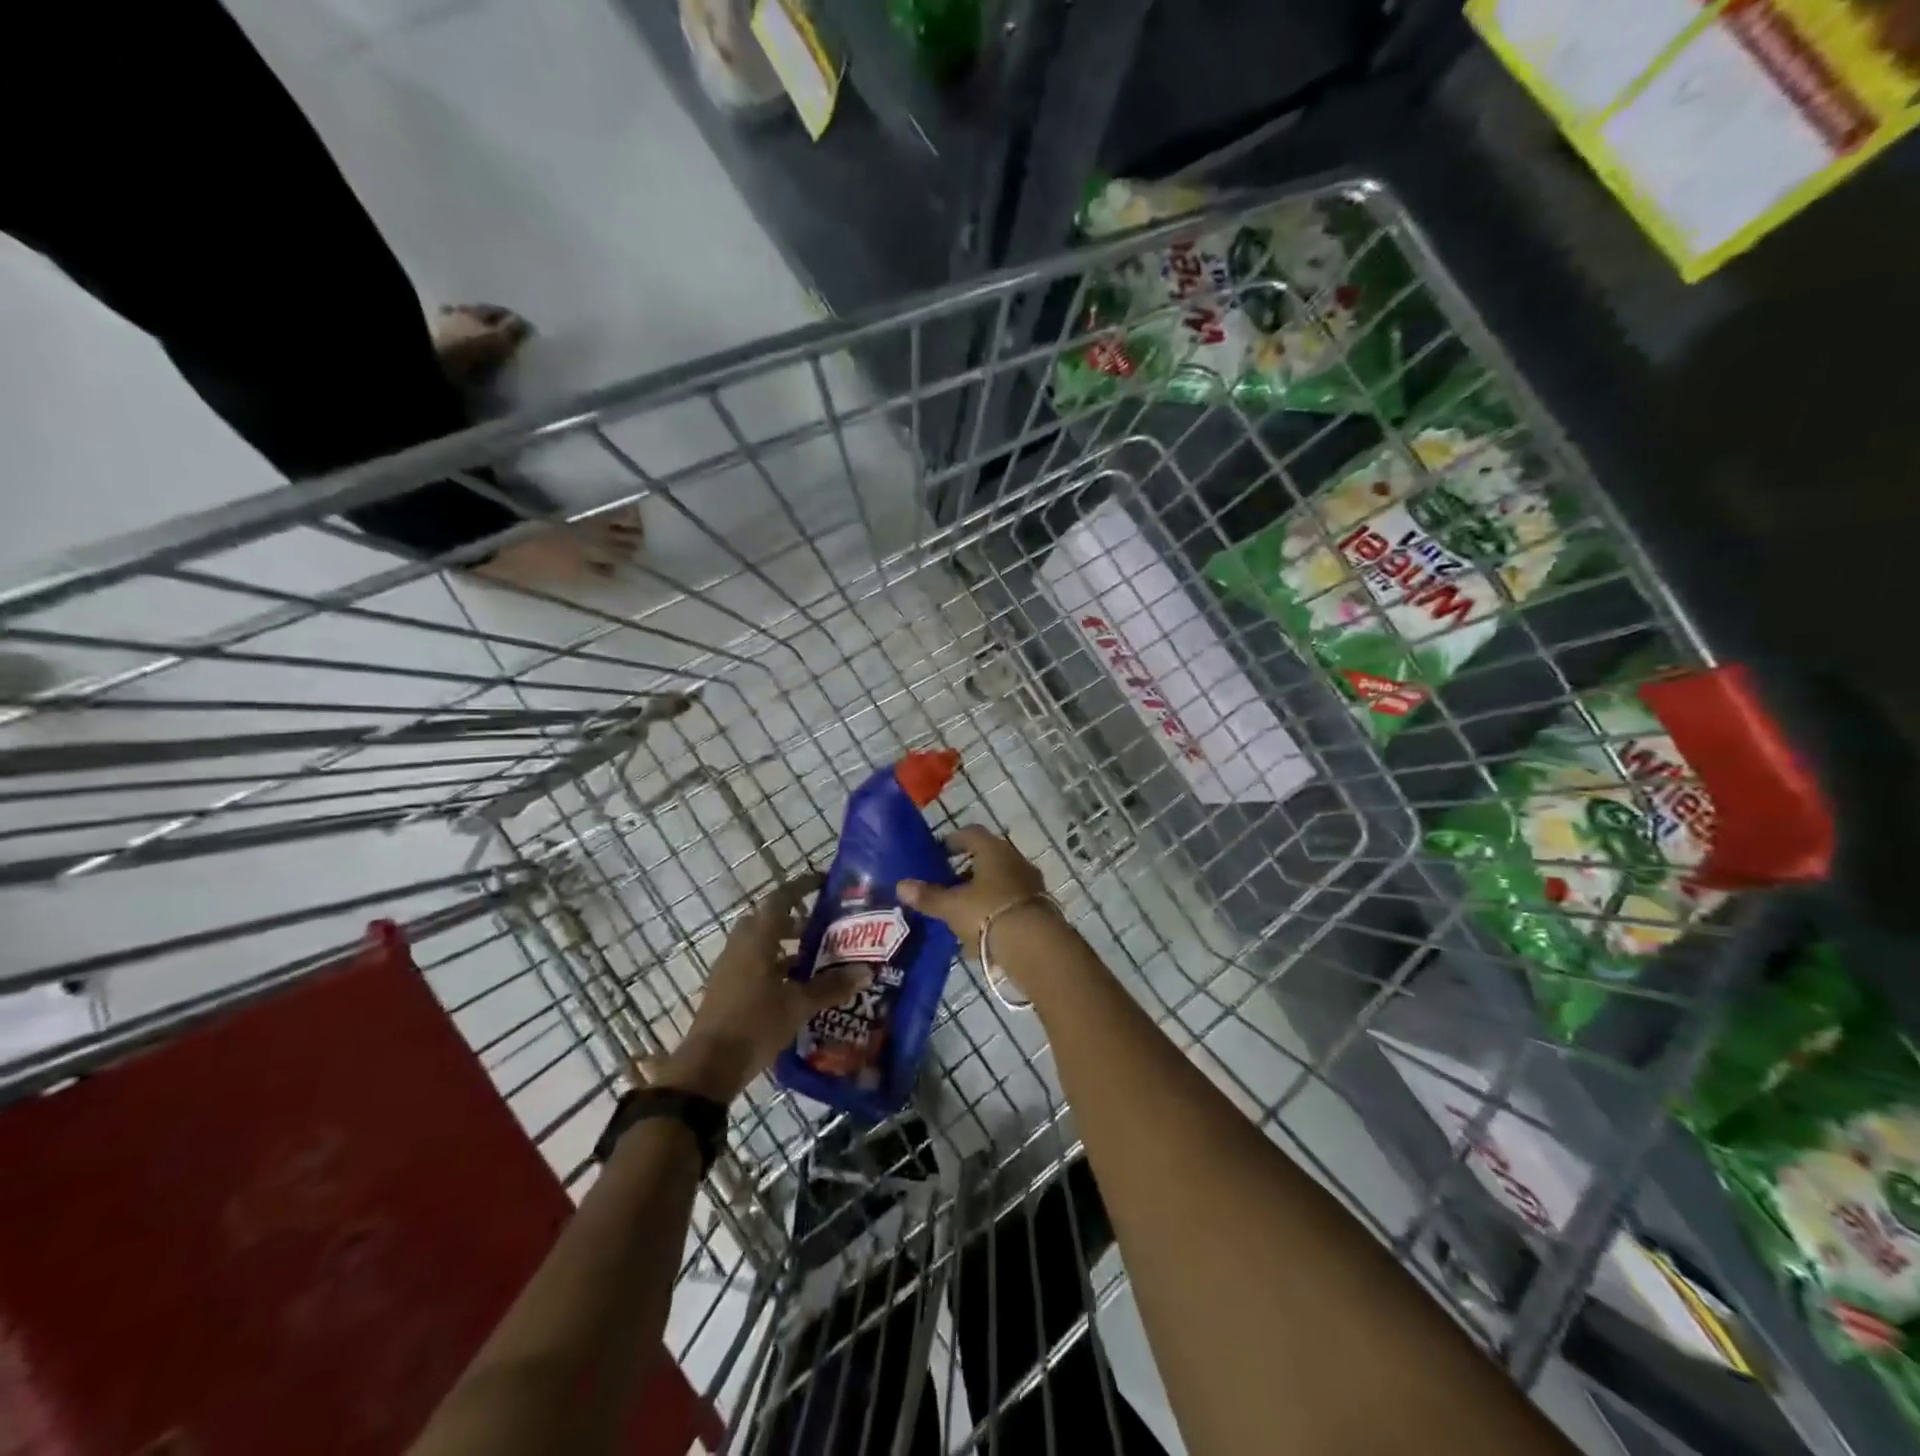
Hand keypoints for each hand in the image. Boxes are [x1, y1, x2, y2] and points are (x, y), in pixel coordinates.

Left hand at [652, 874, 868, 1102]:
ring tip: (816, 961)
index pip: (781, 899)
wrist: (709, 1067)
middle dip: (796, 921)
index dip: (803, 887)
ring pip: (761, 944)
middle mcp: (740, 946)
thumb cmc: (755, 1024)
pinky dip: (775, 966)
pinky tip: (796, 987)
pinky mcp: (726, 989)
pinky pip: (754, 964)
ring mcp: (730, 968)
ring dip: (786, 946)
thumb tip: (865, 971)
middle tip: (825, 929)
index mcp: (757, 939)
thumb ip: (830, 986)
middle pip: (769, 920)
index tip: (825, 883)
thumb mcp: (798, 1006)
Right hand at [896, 825, 1053, 945]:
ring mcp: (1030, 884)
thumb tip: (901, 885)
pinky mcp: (1039, 908)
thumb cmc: (988, 914)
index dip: (953, 840)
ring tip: (961, 911)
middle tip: (947, 883)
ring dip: (981, 892)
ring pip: (1000, 881)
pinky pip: (1010, 903)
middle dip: (966, 870)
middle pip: (988, 858)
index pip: (971, 834)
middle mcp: (1015, 860)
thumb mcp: (952, 907)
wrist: (1035, 946)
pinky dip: (994, 911)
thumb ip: (928, 896)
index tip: (939, 852)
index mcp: (993, 850)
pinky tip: (980, 932)